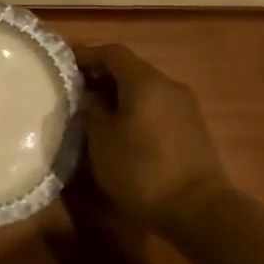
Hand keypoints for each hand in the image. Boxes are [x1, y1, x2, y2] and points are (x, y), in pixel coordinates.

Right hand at [77, 43, 230, 234]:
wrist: (200, 211)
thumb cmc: (142, 169)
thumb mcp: (102, 139)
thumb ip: (92, 110)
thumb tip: (91, 97)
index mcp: (145, 81)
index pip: (112, 53)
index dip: (86, 55)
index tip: (63, 64)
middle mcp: (169, 86)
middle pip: (130, 70)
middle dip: (101, 77)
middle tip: (74, 92)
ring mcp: (186, 108)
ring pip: (145, 91)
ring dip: (119, 96)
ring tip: (94, 114)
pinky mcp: (193, 131)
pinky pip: (158, 109)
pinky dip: (136, 112)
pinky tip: (122, 133)